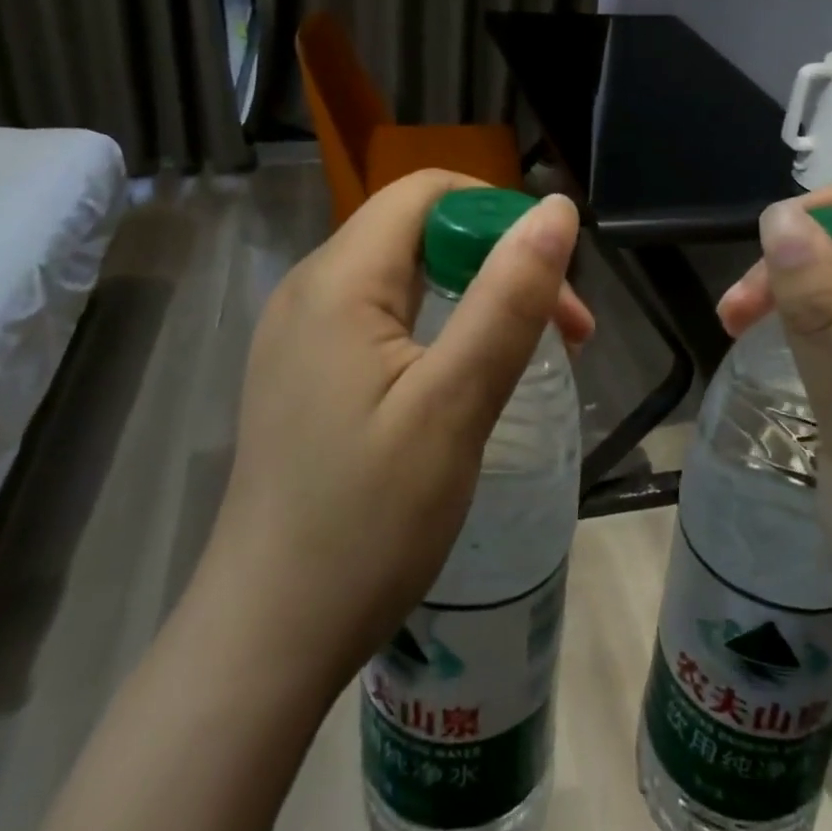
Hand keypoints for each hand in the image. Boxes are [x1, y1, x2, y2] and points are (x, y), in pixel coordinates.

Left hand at [200, 170, 587, 703]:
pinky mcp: (306, 373)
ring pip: (406, 276)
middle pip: (420, 231)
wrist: (267, 638)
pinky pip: (383, 318)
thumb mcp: (454, 404)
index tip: (553, 279)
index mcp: (338, 280)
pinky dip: (440, 329)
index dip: (499, 214)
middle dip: (499, 262)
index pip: (427, 192)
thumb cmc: (366, 522)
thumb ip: (508, 298)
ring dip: (476, 298)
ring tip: (529, 356)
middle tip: (564, 333)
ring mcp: (302, 334)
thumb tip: (556, 210)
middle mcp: (310, 289)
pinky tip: (467, 379)